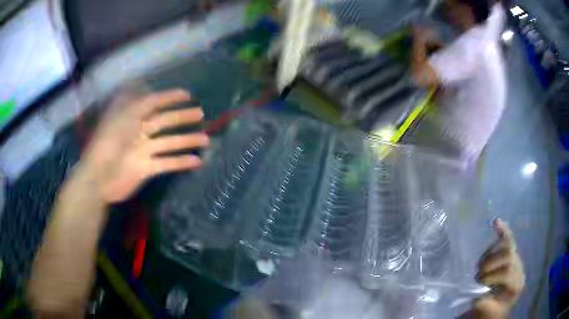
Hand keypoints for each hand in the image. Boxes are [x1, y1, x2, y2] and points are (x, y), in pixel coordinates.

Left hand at [78, 88, 208, 202]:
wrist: (98, 178)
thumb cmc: (108, 142)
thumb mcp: (124, 116)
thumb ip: (142, 104)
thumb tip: (156, 93)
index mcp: (132, 117)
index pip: (154, 102)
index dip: (169, 97)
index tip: (187, 95)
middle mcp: (140, 132)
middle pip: (165, 122)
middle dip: (182, 117)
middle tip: (201, 114)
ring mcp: (144, 151)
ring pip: (169, 143)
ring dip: (187, 140)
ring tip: (206, 139)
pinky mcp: (147, 169)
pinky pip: (167, 164)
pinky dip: (182, 163)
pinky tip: (197, 161)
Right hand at [473, 219, 524, 317]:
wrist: (499, 305)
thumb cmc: (494, 308)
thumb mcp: (490, 311)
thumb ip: (486, 303)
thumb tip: (479, 294)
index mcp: (517, 284)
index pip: (507, 272)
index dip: (491, 276)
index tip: (479, 284)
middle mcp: (519, 267)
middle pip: (508, 256)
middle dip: (490, 265)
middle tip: (478, 277)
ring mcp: (516, 258)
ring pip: (506, 246)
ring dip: (490, 254)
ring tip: (480, 267)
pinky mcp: (510, 251)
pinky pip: (508, 238)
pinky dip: (502, 230)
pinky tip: (496, 222)